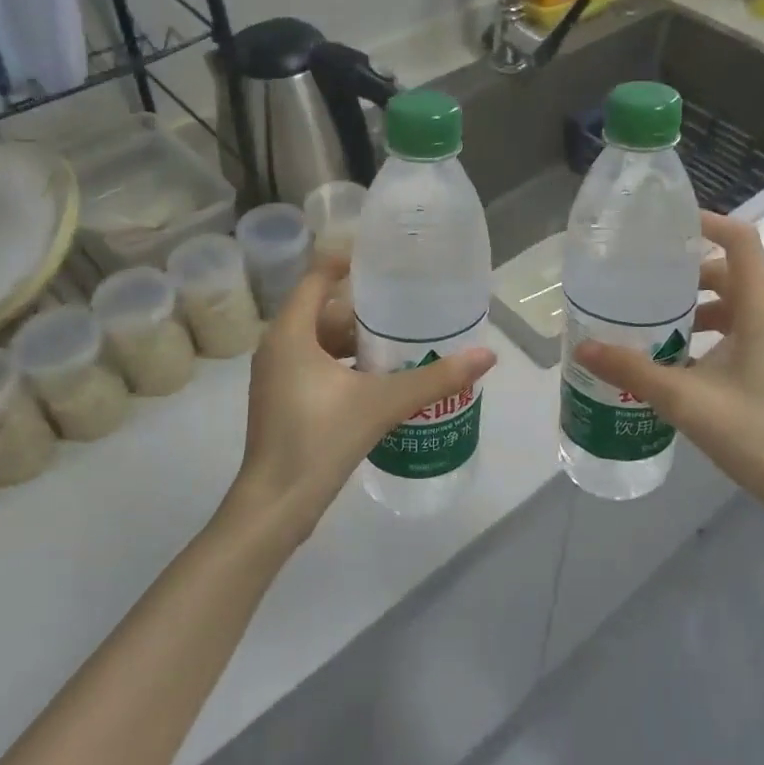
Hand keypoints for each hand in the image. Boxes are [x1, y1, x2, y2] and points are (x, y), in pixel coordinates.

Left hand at [219, 254, 496, 554]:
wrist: (276, 504)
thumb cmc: (320, 439)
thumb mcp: (381, 404)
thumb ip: (434, 378)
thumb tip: (487, 355)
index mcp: (290, 334)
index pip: (316, 278)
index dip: (345, 262)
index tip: (383, 260)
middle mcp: (277, 348)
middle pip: (322, 311)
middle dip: (362, 309)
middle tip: (406, 305)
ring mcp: (277, 377)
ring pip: (319, 342)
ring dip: (355, 341)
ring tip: (400, 341)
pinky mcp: (284, 401)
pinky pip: (316, 366)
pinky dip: (344, 365)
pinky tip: (379, 379)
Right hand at [572, 212, 763, 542]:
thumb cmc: (756, 434)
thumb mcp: (686, 400)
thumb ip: (633, 370)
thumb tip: (584, 346)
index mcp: (761, 312)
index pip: (741, 242)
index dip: (708, 223)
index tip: (667, 225)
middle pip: (732, 273)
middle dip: (688, 272)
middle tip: (644, 279)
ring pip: (734, 305)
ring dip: (696, 305)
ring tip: (652, 319)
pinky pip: (739, 332)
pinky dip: (708, 332)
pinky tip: (676, 358)